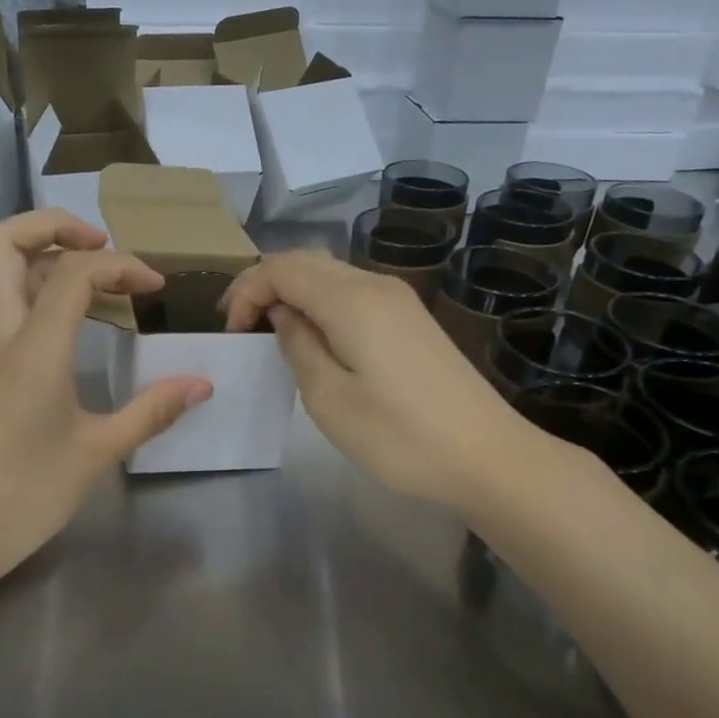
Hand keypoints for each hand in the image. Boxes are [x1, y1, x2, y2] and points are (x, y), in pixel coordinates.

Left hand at [0, 210, 211, 577]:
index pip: (71, 272)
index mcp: (33, 350)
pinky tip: (83, 322)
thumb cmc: (25, 495)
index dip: (120, 264)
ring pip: (1, 270)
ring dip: (49, 256)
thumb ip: (151, 411)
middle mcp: (2, 335)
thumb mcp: (97, 453)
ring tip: (103, 282)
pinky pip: (10, 304)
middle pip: (1, 242)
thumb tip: (202, 384)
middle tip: (102, 246)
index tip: (154, 288)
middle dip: (53, 225)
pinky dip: (44, 290)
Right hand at [224, 250, 537, 509]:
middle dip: (264, 284)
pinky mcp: (412, 318)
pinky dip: (321, 303)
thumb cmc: (399, 436)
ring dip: (293, 292)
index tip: (232, 331)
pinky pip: (353, 292)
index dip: (246, 290)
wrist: (487, 456)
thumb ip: (297, 345)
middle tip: (241, 326)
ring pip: (330, 274)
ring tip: (270, 331)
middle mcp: (376, 284)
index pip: (281, 267)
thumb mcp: (329, 398)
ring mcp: (399, 299)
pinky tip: (315, 337)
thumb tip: (283, 314)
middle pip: (306, 261)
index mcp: (351, 299)